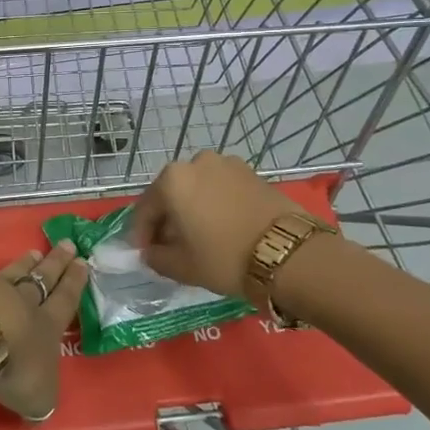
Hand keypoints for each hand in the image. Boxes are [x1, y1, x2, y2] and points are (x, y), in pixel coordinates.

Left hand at [0, 239, 88, 421]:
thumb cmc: (14, 364)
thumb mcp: (37, 395)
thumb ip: (40, 398)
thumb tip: (39, 408)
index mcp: (47, 326)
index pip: (65, 301)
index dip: (74, 283)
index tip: (83, 262)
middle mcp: (24, 302)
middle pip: (44, 278)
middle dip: (57, 263)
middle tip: (68, 244)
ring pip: (14, 273)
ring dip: (25, 263)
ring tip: (33, 252)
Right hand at [131, 153, 298, 309]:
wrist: (288, 252)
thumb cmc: (224, 257)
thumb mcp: (182, 266)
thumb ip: (156, 257)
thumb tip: (151, 252)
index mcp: (172, 180)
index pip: (145, 209)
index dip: (141, 234)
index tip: (143, 254)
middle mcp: (196, 162)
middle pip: (171, 194)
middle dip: (167, 219)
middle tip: (170, 246)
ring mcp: (226, 164)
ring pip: (198, 189)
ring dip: (192, 210)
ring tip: (199, 237)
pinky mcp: (251, 172)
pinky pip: (221, 188)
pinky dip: (215, 204)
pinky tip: (222, 227)